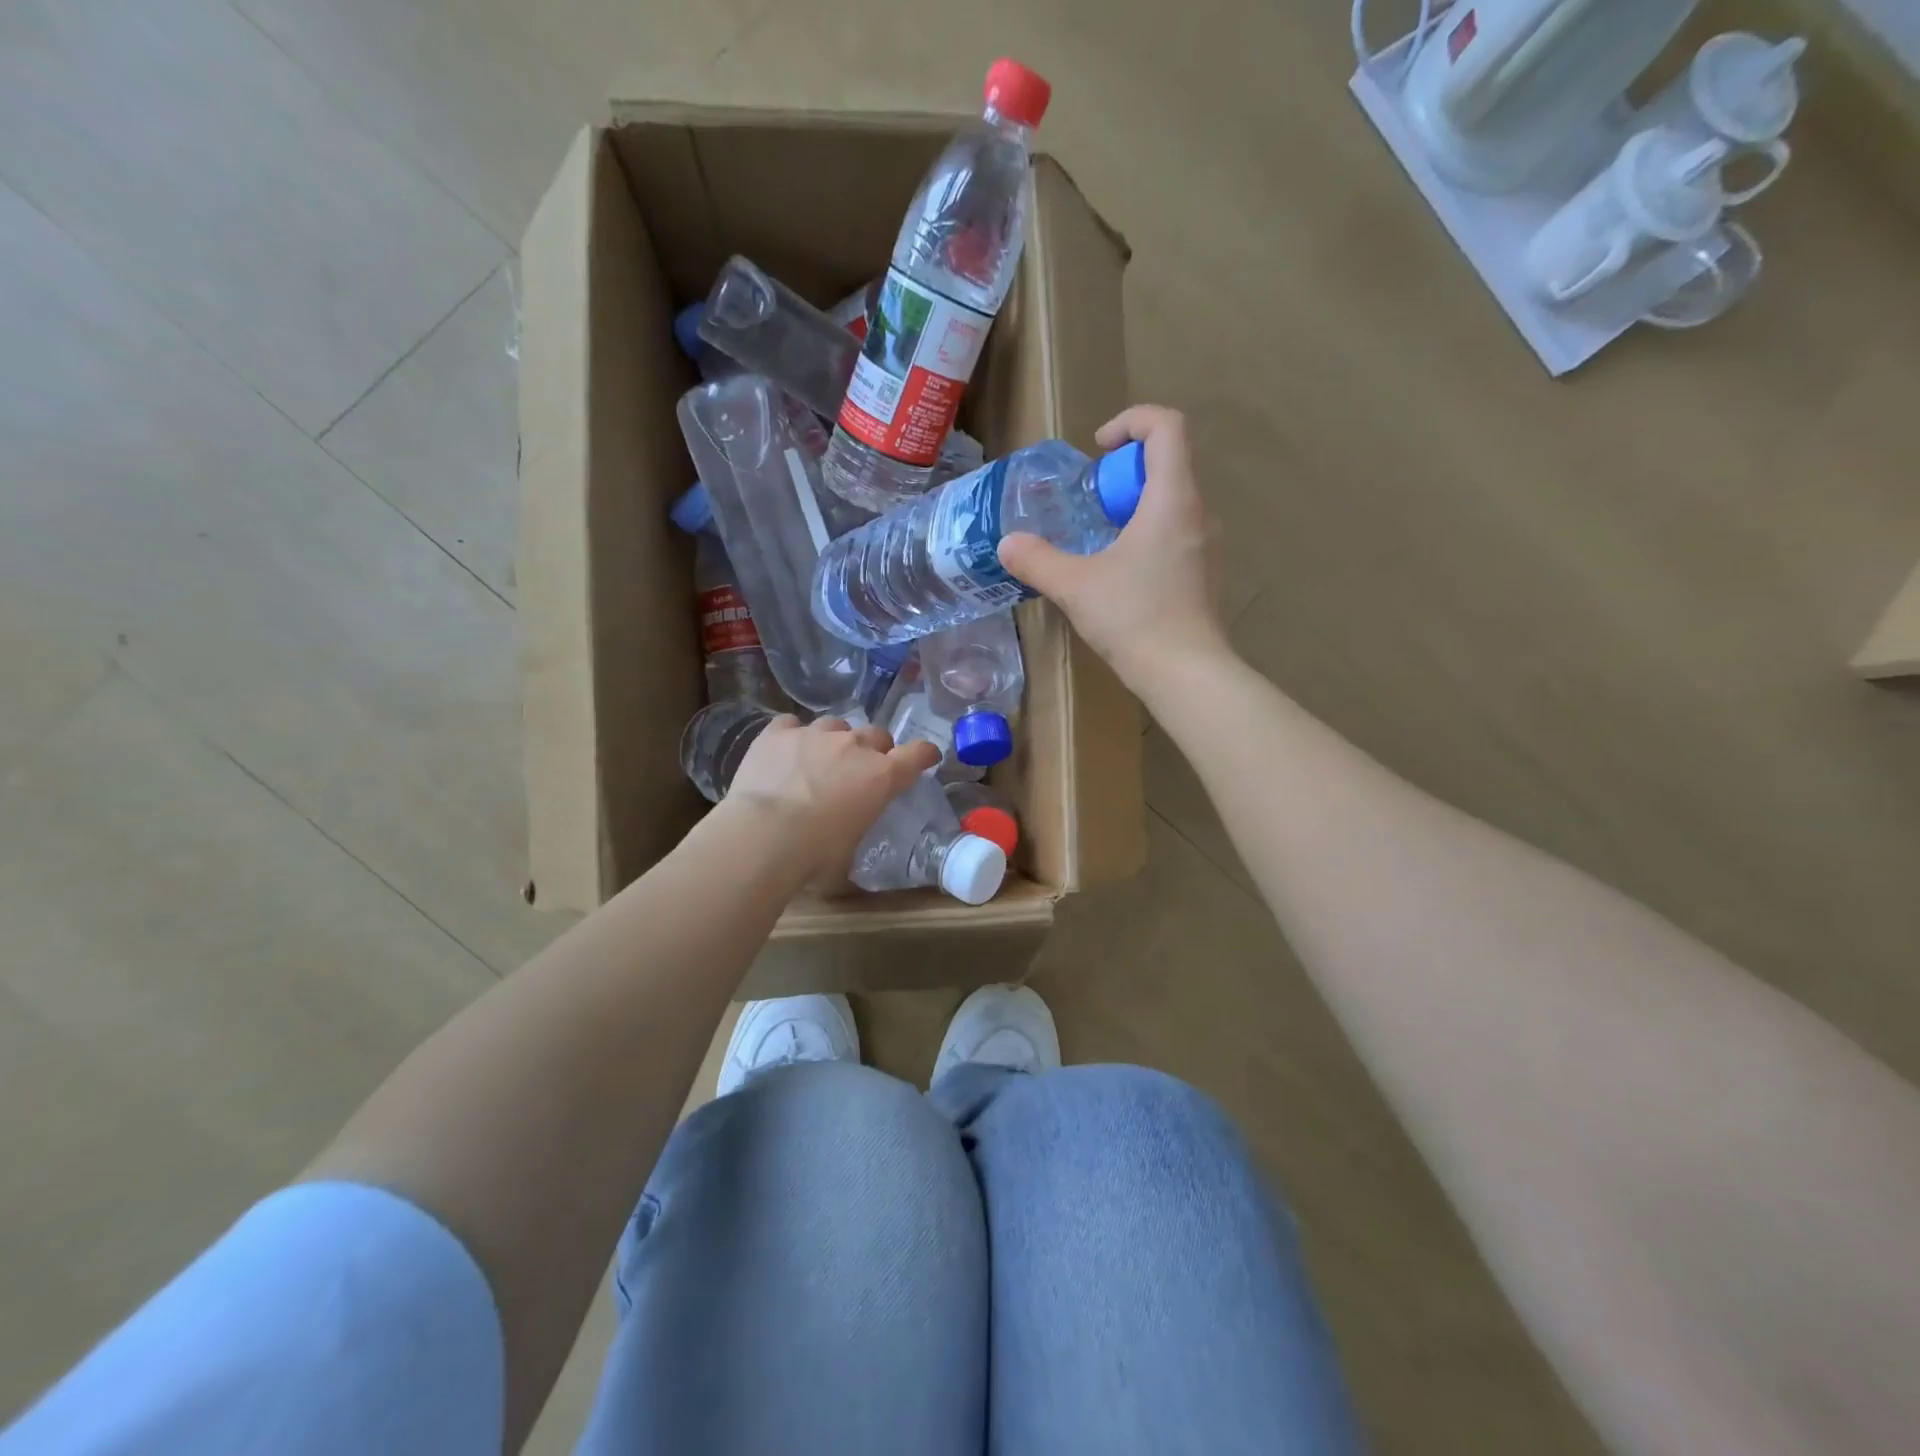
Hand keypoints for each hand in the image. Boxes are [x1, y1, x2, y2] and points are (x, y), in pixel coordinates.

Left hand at [721, 716, 938, 880]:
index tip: (925, 757)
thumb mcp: (852, 847)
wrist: (764, 835)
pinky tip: (784, 752)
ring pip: (835, 725)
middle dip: (874, 749)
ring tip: (818, 760)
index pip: (917, 754)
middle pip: (877, 734)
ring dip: (834, 740)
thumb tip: (850, 826)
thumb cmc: (815, 854)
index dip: (923, 754)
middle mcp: (854, 746)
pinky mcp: (779, 732)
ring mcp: (816, 733)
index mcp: (882, 776)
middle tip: (860, 770)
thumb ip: (860, 823)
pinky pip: (792, 725)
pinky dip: (793, 736)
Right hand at [997, 405, 1232, 693]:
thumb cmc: (1134, 618)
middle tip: (1092, 504)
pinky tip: (1123, 574)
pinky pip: (1178, 532)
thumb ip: (1037, 560)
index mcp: (1173, 499)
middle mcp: (1199, 512)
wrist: (1187, 674)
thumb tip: (1007, 545)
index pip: (1167, 426)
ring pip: (1173, 500)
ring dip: (1135, 505)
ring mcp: (1208, 544)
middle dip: (1125, 472)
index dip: (1131, 421)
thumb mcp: (1075, 586)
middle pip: (1169, 462)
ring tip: (1102, 540)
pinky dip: (1149, 533)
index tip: (1098, 451)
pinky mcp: (1205, 573)